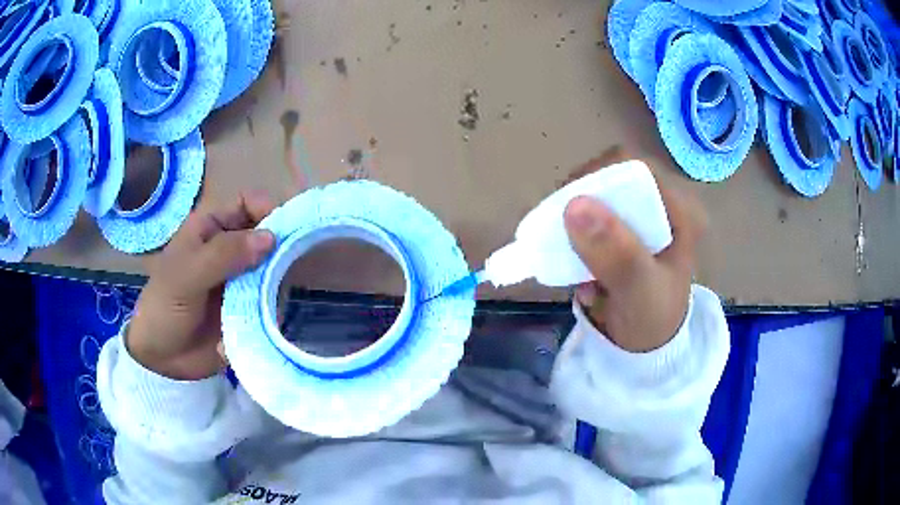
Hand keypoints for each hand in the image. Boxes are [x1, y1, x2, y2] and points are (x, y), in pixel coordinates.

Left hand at [126, 191, 276, 379]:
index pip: (248, 204)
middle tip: (284, 272)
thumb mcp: (187, 275)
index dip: (269, 209)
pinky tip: (262, 324)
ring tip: (267, 305)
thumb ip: (224, 254)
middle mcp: (230, 250)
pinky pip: (271, 303)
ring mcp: (241, 281)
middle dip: (280, 251)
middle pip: (267, 237)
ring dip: (275, 286)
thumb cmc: (164, 307)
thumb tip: (272, 238)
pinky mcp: (249, 309)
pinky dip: (271, 311)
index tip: (284, 232)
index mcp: (211, 229)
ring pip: (273, 271)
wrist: (162, 359)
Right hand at [563, 154, 706, 352]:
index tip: (567, 202)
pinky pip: (591, 221)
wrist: (644, 351)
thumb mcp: (638, 289)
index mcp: (678, 210)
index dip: (598, 175)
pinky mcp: (623, 234)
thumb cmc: (651, 321)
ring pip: (597, 200)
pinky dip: (576, 240)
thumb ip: (616, 252)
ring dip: (576, 227)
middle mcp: (661, 206)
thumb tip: (575, 204)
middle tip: (561, 233)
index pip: (635, 167)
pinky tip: (578, 270)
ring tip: (569, 257)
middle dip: (582, 205)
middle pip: (612, 180)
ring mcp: (641, 220)